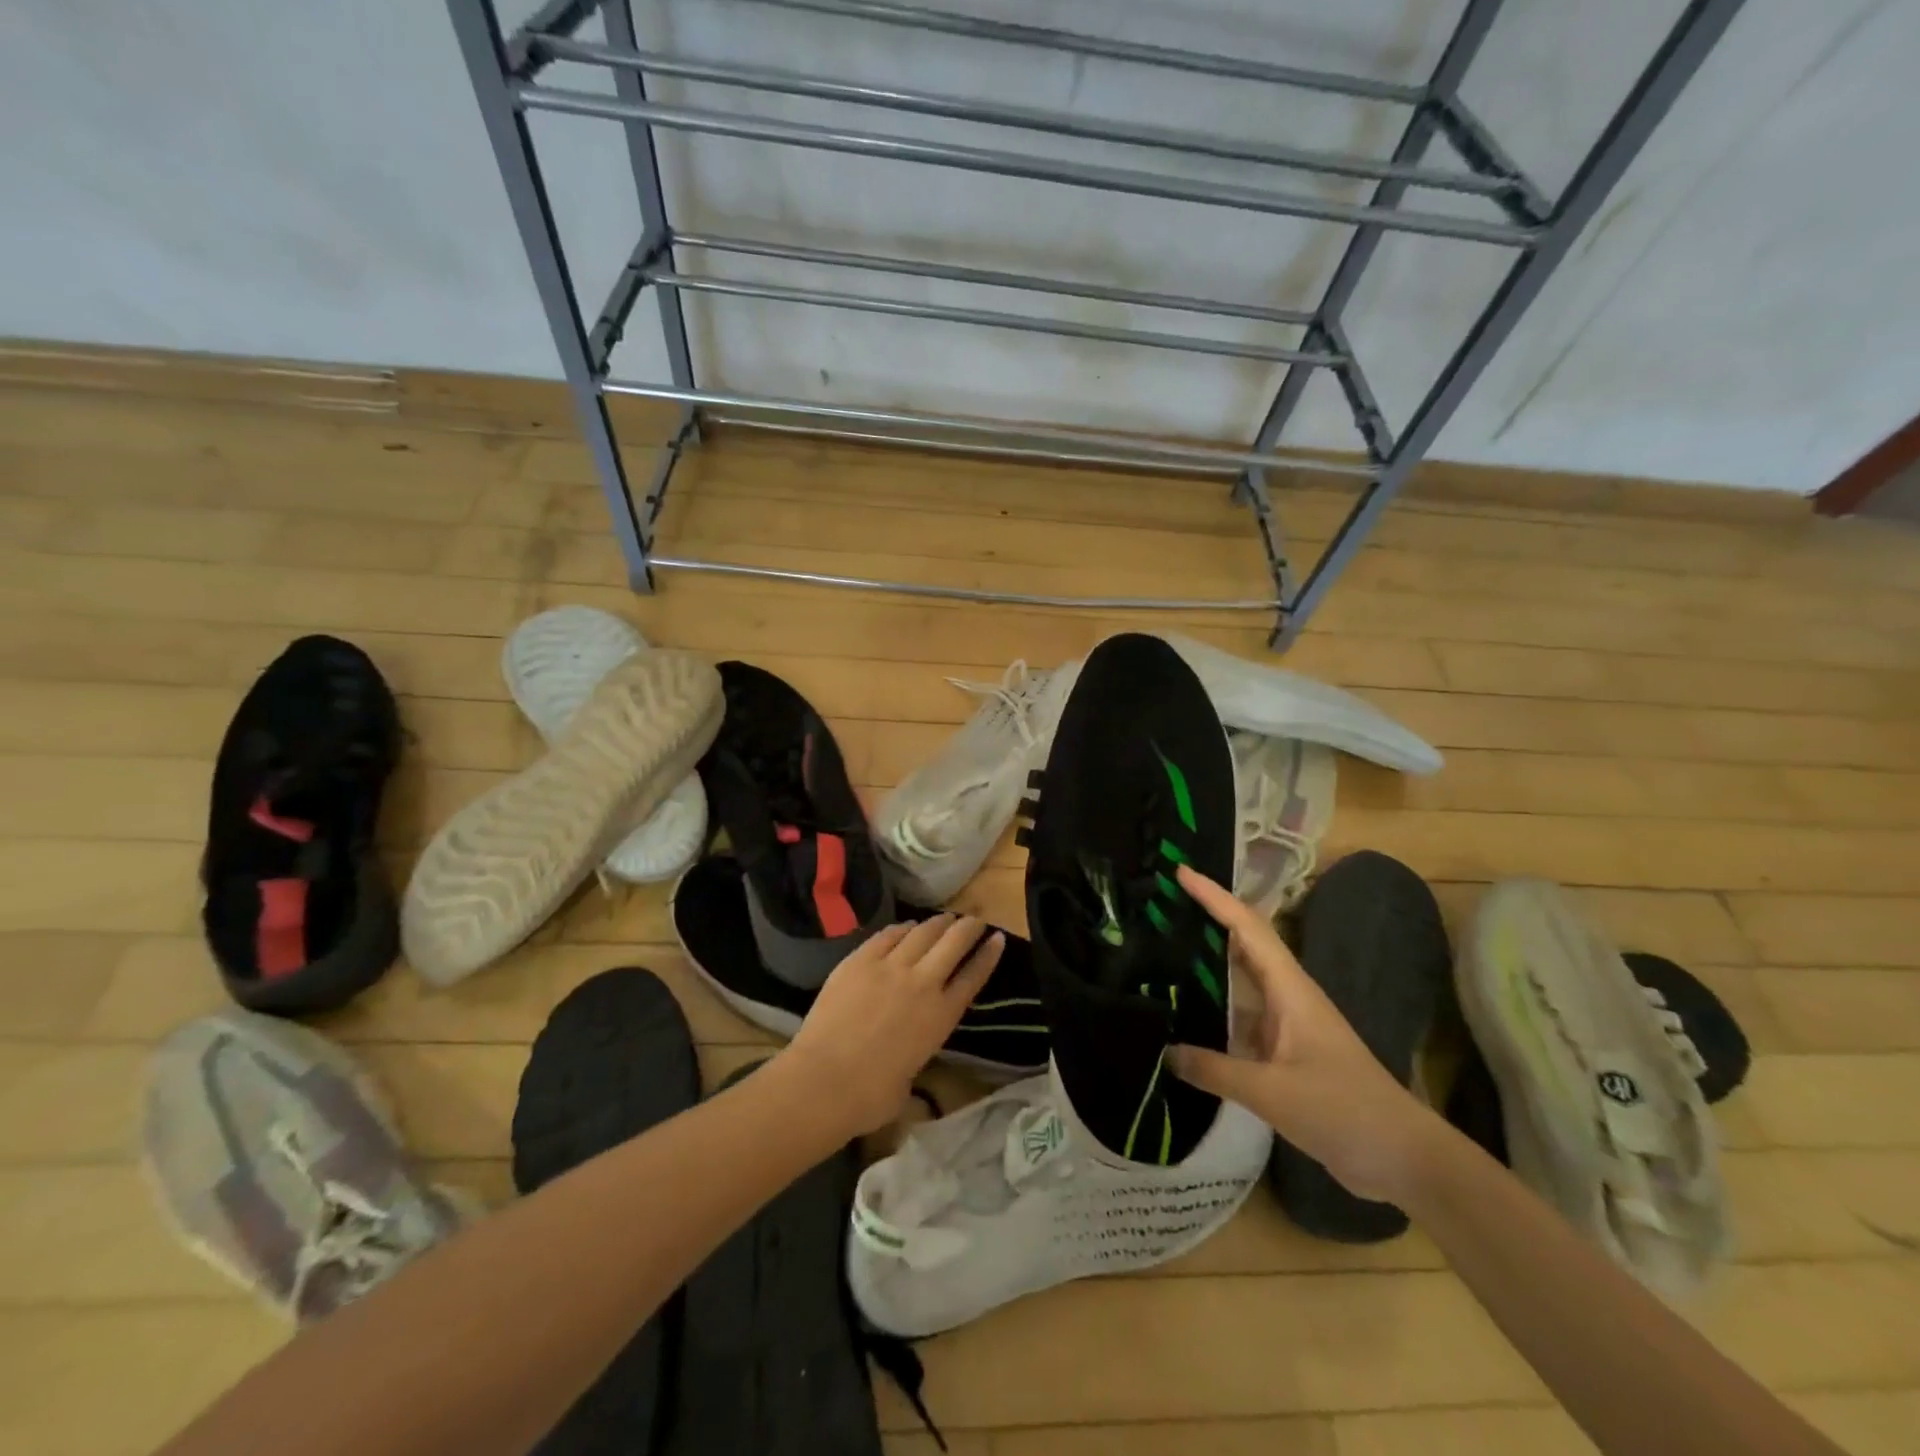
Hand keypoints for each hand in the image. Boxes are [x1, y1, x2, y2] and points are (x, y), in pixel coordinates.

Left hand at [782, 914, 1004, 1133]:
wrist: (824, 1080)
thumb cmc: (869, 1097)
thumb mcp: (908, 1082)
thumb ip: (914, 1060)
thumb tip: (904, 1061)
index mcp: (941, 1017)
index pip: (974, 977)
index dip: (989, 955)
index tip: (998, 939)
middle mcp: (922, 984)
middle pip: (953, 943)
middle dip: (968, 927)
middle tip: (975, 919)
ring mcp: (890, 967)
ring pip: (922, 933)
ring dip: (938, 923)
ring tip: (945, 918)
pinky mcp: (860, 960)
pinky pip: (887, 936)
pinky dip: (901, 929)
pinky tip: (906, 927)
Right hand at [1169, 866, 1444, 1204]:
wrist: (1403, 1157)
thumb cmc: (1343, 1110)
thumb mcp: (1273, 1091)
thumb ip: (1215, 1070)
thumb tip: (1165, 1054)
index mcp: (1290, 989)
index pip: (1247, 927)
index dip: (1215, 897)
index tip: (1181, 873)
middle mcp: (1286, 997)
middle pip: (1241, 945)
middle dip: (1205, 921)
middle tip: (1159, 908)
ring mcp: (1286, 1025)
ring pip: (1238, 984)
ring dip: (1205, 967)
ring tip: (1158, 955)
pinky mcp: (1284, 1053)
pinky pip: (1239, 1019)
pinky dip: (1212, 1012)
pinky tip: (1183, 1019)